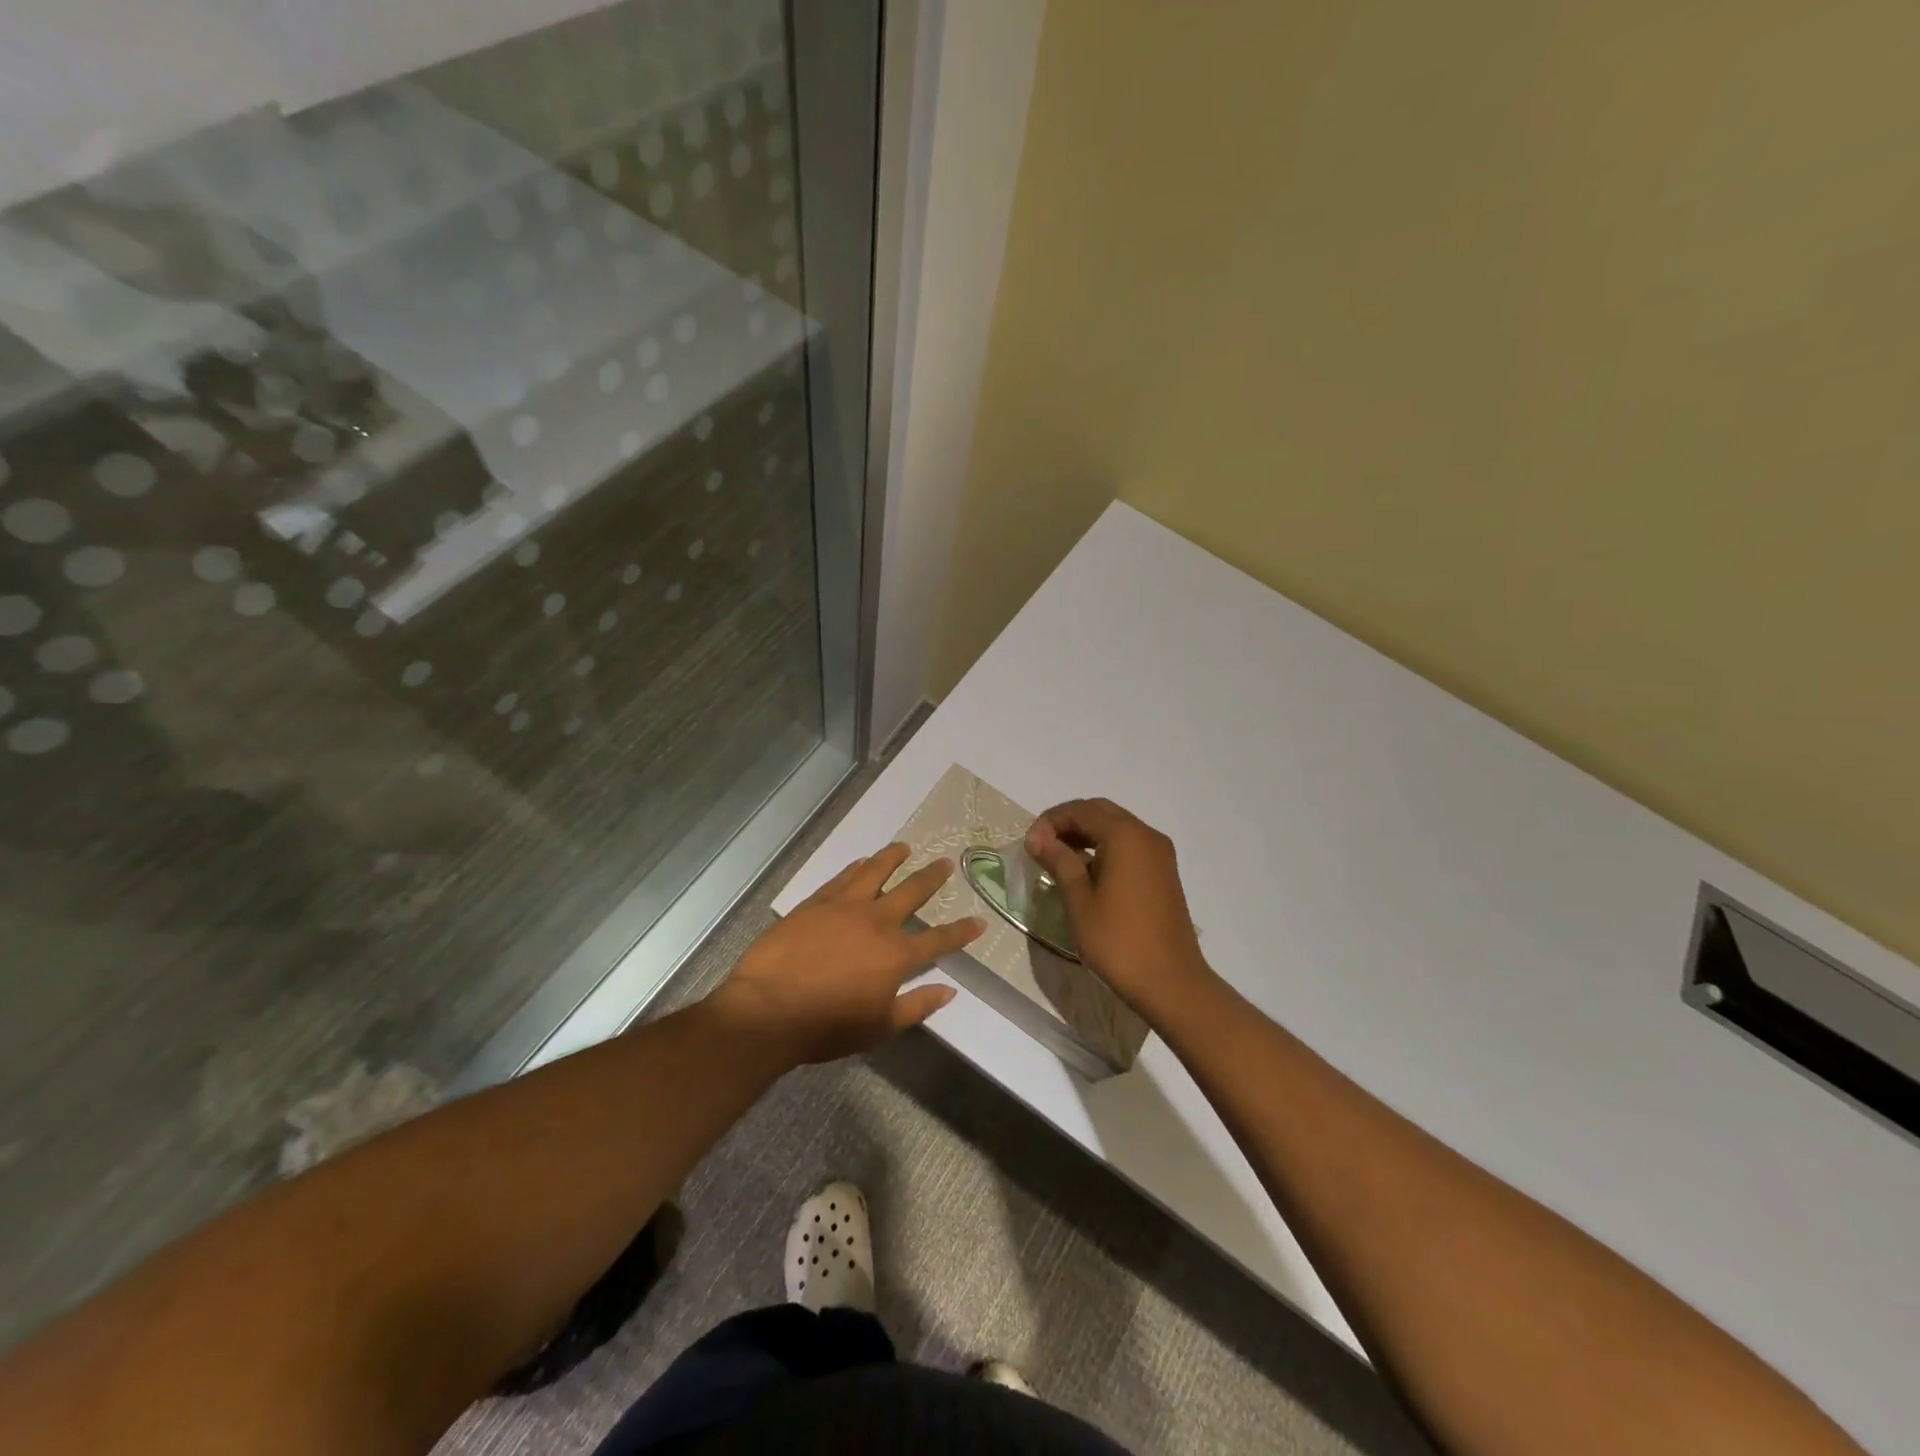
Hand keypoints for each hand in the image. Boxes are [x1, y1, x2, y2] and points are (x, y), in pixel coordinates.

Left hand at [715, 844, 983, 1064]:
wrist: (768, 1008)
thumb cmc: (827, 1026)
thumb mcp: (879, 1027)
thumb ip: (917, 1006)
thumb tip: (949, 991)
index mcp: (896, 955)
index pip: (938, 940)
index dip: (961, 931)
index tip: (979, 921)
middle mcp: (877, 922)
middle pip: (912, 892)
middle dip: (932, 878)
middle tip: (944, 863)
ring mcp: (845, 907)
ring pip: (876, 872)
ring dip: (893, 858)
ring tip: (905, 847)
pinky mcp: (816, 902)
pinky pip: (843, 877)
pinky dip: (857, 867)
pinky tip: (862, 861)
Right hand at [1025, 798, 1218, 1022]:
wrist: (1171, 983)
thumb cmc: (1118, 941)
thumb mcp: (1079, 900)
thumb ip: (1060, 862)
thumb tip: (1039, 838)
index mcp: (1125, 836)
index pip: (1081, 810)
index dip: (1050, 821)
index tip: (1029, 845)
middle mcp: (1146, 835)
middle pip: (1101, 812)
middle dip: (1069, 823)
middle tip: (1042, 846)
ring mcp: (1160, 854)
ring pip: (1117, 828)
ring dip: (1087, 835)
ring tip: (1059, 859)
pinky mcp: (1164, 872)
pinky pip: (1130, 846)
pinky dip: (1105, 848)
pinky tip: (1087, 872)